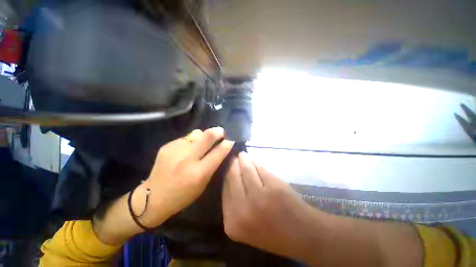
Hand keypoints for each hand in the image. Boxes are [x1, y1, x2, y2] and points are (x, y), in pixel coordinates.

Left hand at [94, 127, 233, 244]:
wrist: (153, 197)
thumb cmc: (183, 195)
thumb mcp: (203, 183)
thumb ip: (212, 164)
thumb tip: (220, 147)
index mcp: (198, 173)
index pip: (218, 152)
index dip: (227, 143)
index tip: (231, 139)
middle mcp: (187, 159)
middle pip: (207, 136)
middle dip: (217, 131)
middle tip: (221, 131)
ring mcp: (175, 150)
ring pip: (196, 134)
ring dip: (203, 137)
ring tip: (201, 143)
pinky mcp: (167, 146)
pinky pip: (186, 138)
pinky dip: (191, 141)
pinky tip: (186, 150)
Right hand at [222, 152, 314, 257]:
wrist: (301, 235)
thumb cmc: (271, 233)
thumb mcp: (244, 226)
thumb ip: (233, 204)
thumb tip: (228, 177)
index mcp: (232, 222)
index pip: (224, 189)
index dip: (226, 174)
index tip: (227, 166)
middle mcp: (242, 209)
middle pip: (232, 177)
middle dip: (232, 164)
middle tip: (234, 157)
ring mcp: (259, 197)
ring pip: (246, 169)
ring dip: (243, 159)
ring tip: (242, 155)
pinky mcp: (273, 186)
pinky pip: (259, 168)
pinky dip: (255, 162)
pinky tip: (252, 160)